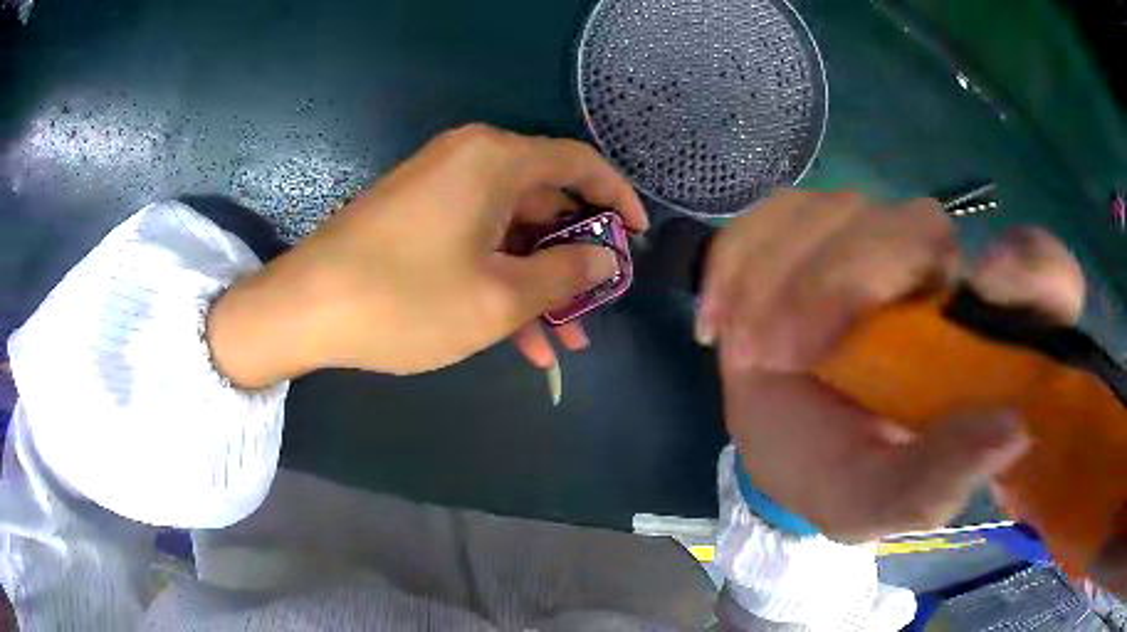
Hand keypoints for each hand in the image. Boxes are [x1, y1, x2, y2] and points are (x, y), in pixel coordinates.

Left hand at [207, 124, 646, 386]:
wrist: (304, 309)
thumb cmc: (405, 299)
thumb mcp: (499, 296)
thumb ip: (565, 274)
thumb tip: (607, 259)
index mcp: (496, 159)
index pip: (580, 163)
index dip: (618, 199)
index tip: (637, 240)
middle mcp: (470, 161)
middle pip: (546, 202)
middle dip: (575, 260)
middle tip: (597, 307)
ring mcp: (441, 189)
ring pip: (511, 232)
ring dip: (539, 284)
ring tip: (564, 341)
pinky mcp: (419, 218)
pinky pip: (477, 243)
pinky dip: (501, 282)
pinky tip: (521, 338)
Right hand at [700, 190, 1083, 542]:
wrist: (778, 451)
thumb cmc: (840, 477)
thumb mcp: (882, 503)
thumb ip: (940, 481)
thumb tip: (1012, 432)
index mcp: (978, 343)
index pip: (1046, 278)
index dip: (1034, 267)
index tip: (988, 287)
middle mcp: (938, 277)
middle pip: (920, 225)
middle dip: (848, 279)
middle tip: (784, 351)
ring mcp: (871, 244)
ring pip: (841, 209)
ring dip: (785, 276)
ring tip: (750, 348)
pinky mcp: (810, 234)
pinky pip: (776, 212)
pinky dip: (739, 258)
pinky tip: (722, 317)